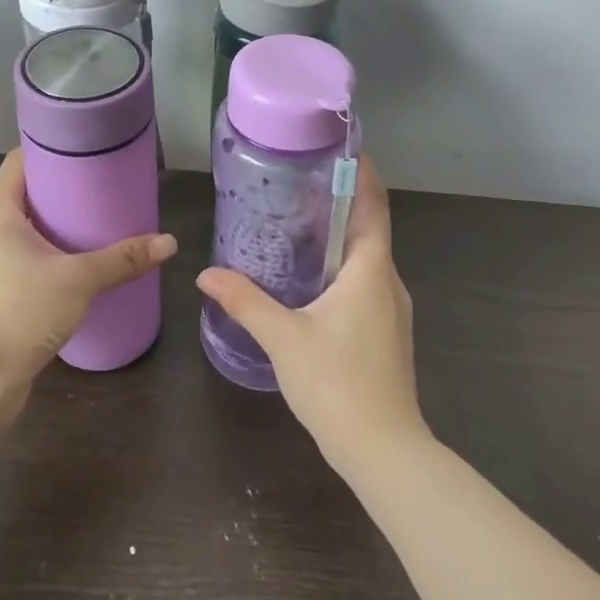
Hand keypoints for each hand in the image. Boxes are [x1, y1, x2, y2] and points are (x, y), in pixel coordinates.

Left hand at [0, 150, 176, 430]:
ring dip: (61, 221)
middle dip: (64, 185)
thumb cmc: (19, 312)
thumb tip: (169, 242)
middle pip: (27, 193)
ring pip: (31, 228)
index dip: (48, 146)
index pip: (18, 161)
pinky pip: (32, 258)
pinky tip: (85, 260)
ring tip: (101, 215)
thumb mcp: (78, 280)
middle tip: (104, 179)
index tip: (85, 143)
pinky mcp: (2, 293)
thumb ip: (123, 259)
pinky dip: (57, 252)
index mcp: (0, 214)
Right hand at [196, 157, 429, 473]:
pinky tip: (312, 278)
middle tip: (300, 183)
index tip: (340, 147)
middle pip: (369, 227)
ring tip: (300, 222)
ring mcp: (392, 309)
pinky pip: (366, 282)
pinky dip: (343, 267)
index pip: (373, 203)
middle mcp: (388, 281)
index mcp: (371, 269)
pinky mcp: (387, 332)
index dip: (361, 172)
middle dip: (341, 201)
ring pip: (367, 257)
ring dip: (341, 236)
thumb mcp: (283, 338)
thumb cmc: (337, 384)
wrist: (385, 452)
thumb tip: (206, 274)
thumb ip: (245, 301)